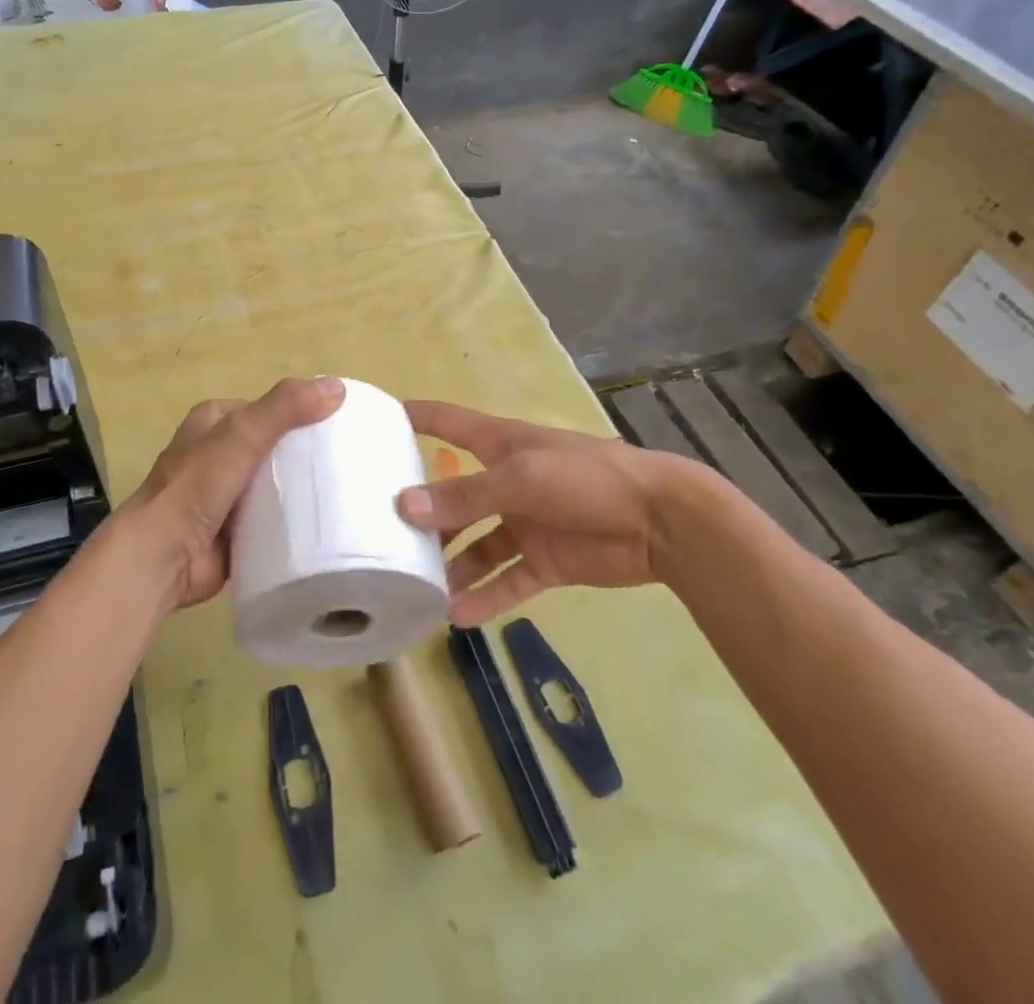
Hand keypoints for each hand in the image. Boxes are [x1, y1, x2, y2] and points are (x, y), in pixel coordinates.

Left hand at [120, 376, 344, 609]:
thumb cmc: (197, 485)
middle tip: (350, 463)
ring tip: (347, 492)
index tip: (342, 426)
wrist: (163, 557)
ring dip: (303, 490)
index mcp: (215, 421)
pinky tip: (326, 524)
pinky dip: (295, 522)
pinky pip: (274, 520)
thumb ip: (286, 408)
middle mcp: (219, 454)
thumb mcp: (242, 433)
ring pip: (277, 485)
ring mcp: (226, 495)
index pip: (270, 409)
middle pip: (276, 448)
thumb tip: (337, 387)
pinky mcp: (235, 531)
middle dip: (307, 455)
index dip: (303, 413)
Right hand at [395, 400, 722, 625]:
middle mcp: (505, 481)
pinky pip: (505, 580)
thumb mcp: (521, 479)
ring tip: (415, 587)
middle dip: (421, 510)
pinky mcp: (544, 560)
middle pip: (453, 494)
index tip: (372, 421)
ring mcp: (524, 523)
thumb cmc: (587, 478)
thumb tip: (403, 505)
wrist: (661, 522)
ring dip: (450, 564)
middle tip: (380, 532)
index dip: (413, 417)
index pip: (446, 422)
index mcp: (500, 444)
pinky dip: (484, 596)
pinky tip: (457, 616)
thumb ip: (465, 495)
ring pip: (474, 544)